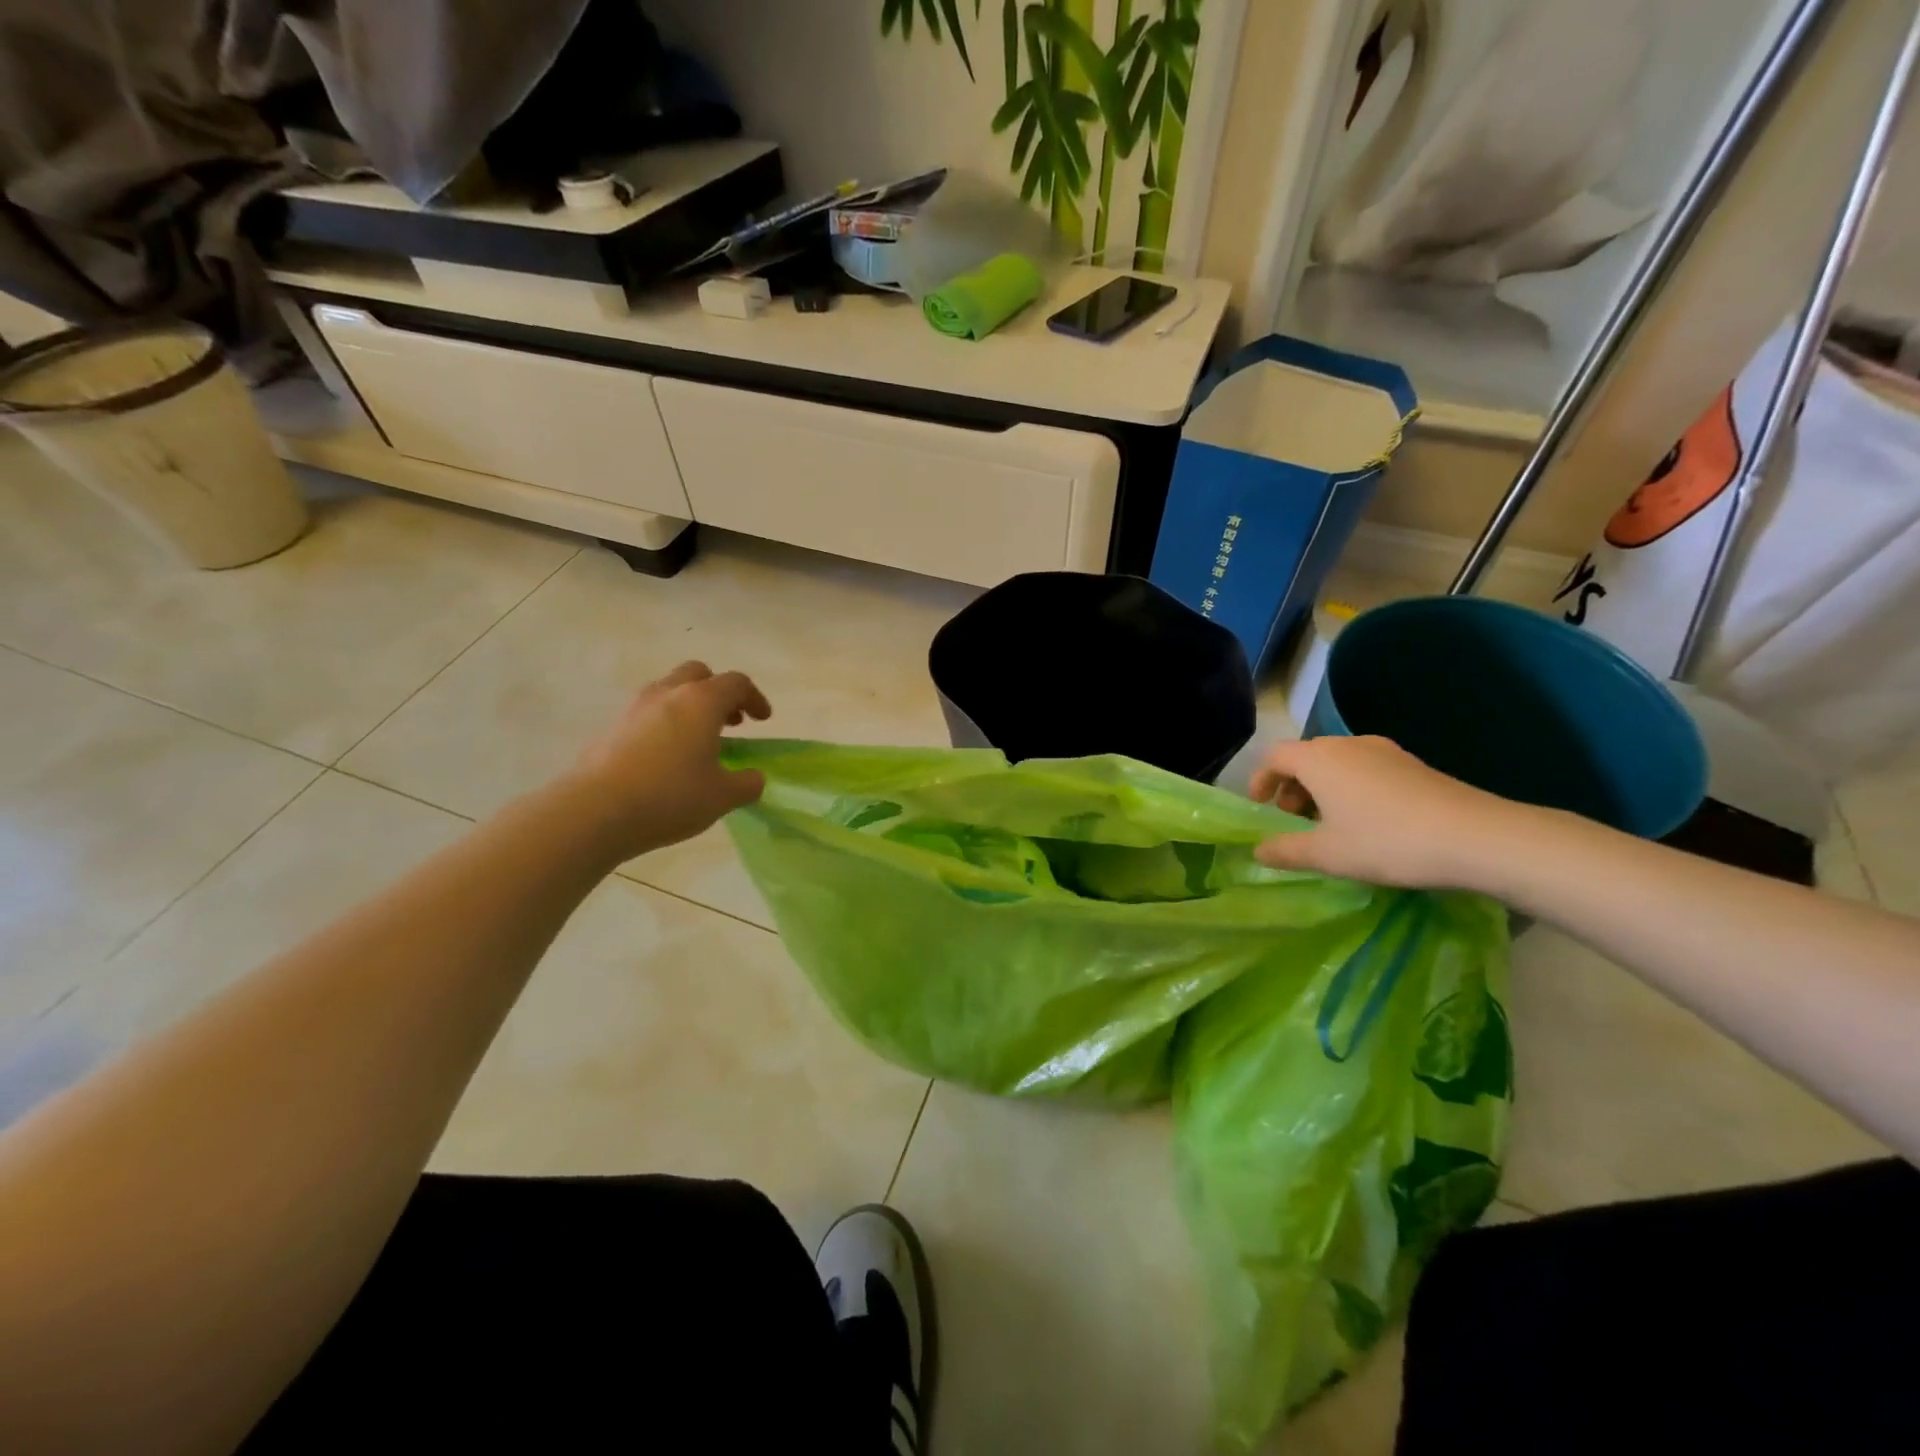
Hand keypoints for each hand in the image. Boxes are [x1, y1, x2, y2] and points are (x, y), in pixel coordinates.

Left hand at [566, 662, 772, 860]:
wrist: (594, 811)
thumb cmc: (670, 797)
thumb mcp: (723, 797)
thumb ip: (747, 783)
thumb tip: (752, 777)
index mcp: (702, 701)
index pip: (736, 683)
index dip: (755, 698)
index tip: (762, 720)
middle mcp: (668, 693)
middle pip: (699, 674)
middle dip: (719, 692)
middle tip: (730, 722)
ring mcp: (634, 707)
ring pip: (669, 690)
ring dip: (689, 706)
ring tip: (698, 741)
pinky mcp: (611, 727)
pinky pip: (647, 713)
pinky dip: (664, 724)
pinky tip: (665, 758)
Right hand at [1249, 735, 1525, 889]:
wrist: (1477, 837)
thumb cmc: (1387, 841)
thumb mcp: (1328, 854)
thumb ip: (1285, 850)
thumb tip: (1258, 850)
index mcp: (1319, 759)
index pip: (1275, 756)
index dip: (1260, 780)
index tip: (1261, 809)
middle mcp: (1348, 745)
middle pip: (1306, 757)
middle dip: (1291, 787)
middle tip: (1294, 821)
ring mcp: (1385, 751)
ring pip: (1337, 763)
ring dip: (1322, 788)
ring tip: (1330, 825)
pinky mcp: (1413, 764)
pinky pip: (1366, 768)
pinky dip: (1351, 788)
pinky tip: (1368, 821)